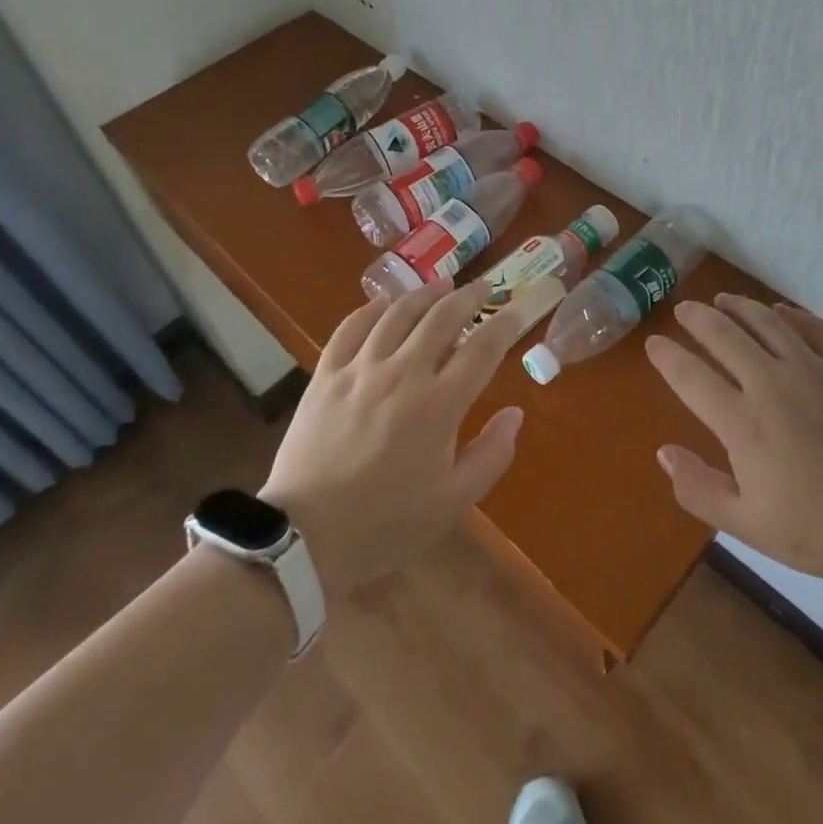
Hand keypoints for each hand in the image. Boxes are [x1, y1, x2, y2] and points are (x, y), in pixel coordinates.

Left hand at [261, 280, 522, 598]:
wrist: (305, 539)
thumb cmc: (386, 523)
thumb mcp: (452, 503)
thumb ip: (491, 455)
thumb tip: (515, 413)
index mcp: (439, 405)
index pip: (482, 349)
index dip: (505, 324)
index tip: (517, 310)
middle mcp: (403, 373)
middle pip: (442, 318)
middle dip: (468, 296)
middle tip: (483, 286)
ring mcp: (360, 369)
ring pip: (398, 313)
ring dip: (425, 294)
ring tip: (442, 284)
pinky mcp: (326, 375)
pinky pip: (350, 327)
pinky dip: (370, 309)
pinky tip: (383, 303)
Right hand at [646, 295, 822, 589]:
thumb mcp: (750, 525)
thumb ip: (700, 489)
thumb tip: (663, 453)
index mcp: (743, 422)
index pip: (692, 377)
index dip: (668, 357)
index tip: (654, 342)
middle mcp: (772, 382)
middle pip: (725, 336)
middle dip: (698, 318)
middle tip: (684, 309)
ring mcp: (814, 368)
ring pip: (767, 322)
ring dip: (740, 306)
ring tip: (724, 300)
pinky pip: (814, 327)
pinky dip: (792, 314)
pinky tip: (784, 311)